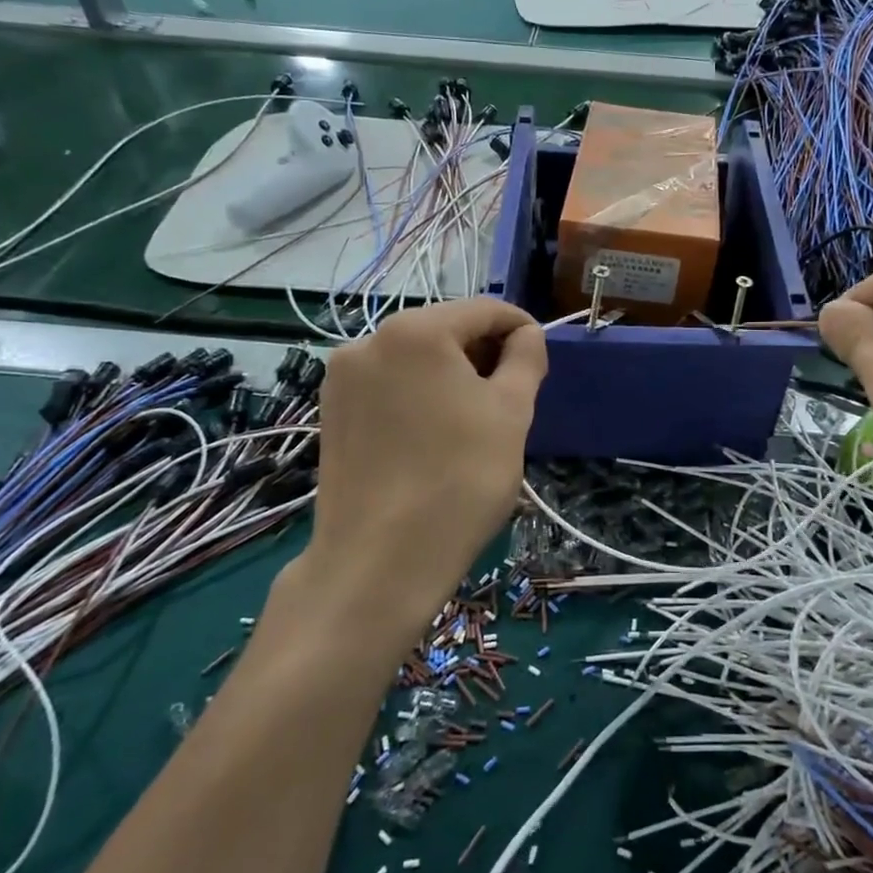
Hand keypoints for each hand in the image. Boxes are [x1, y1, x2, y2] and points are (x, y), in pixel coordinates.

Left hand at [275, 299, 546, 652]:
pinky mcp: (331, 412)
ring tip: (475, 420)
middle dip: (484, 353)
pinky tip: (435, 434)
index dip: (520, 328)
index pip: (484, 309)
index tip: (541, 359)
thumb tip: (526, 336)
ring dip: (453, 375)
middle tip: (512, 397)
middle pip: (445, 330)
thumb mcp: (511, 413)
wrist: (379, 563)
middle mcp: (369, 341)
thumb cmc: (458, 480)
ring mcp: (343, 378)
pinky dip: (420, 394)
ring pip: (416, 358)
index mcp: (415, 331)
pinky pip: (389, 385)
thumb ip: (526, 359)